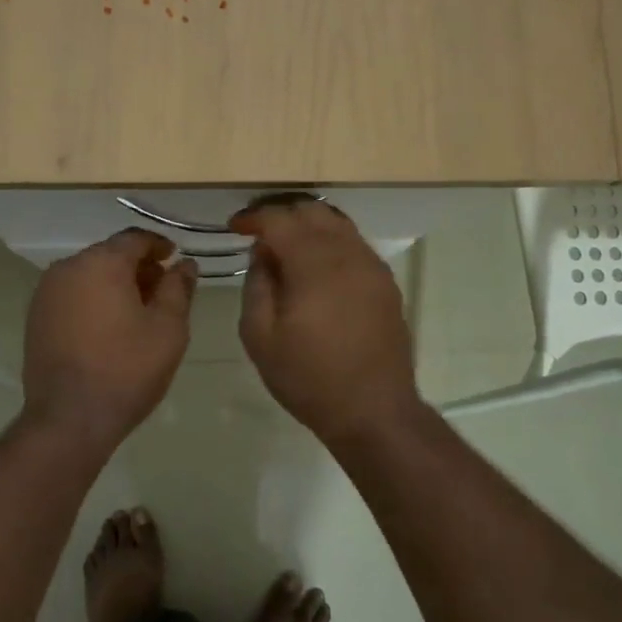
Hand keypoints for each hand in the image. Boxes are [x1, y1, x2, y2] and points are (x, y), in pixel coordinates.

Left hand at [21, 229, 198, 449]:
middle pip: (109, 254)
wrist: (69, 418)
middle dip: (137, 266)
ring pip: (89, 274)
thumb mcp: (168, 328)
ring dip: (115, 283)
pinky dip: (93, 299)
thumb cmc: (127, 369)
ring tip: (138, 312)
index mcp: (101, 262)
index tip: (176, 260)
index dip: (159, 246)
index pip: (134, 238)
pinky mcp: (36, 317)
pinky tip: (110, 327)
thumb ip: (178, 288)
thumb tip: (185, 264)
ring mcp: (46, 292)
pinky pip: (72, 294)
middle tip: (162, 290)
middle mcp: (68, 267)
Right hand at [232, 199, 422, 445]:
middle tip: (258, 232)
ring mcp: (372, 266)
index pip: (279, 219)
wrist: (374, 411)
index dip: (253, 217)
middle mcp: (347, 253)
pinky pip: (354, 244)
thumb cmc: (309, 377)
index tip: (235, 226)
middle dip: (281, 214)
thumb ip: (256, 285)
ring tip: (286, 246)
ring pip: (337, 223)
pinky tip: (316, 266)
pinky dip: (330, 241)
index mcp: (314, 263)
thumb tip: (262, 254)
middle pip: (312, 210)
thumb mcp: (260, 337)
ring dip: (308, 225)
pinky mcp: (385, 282)